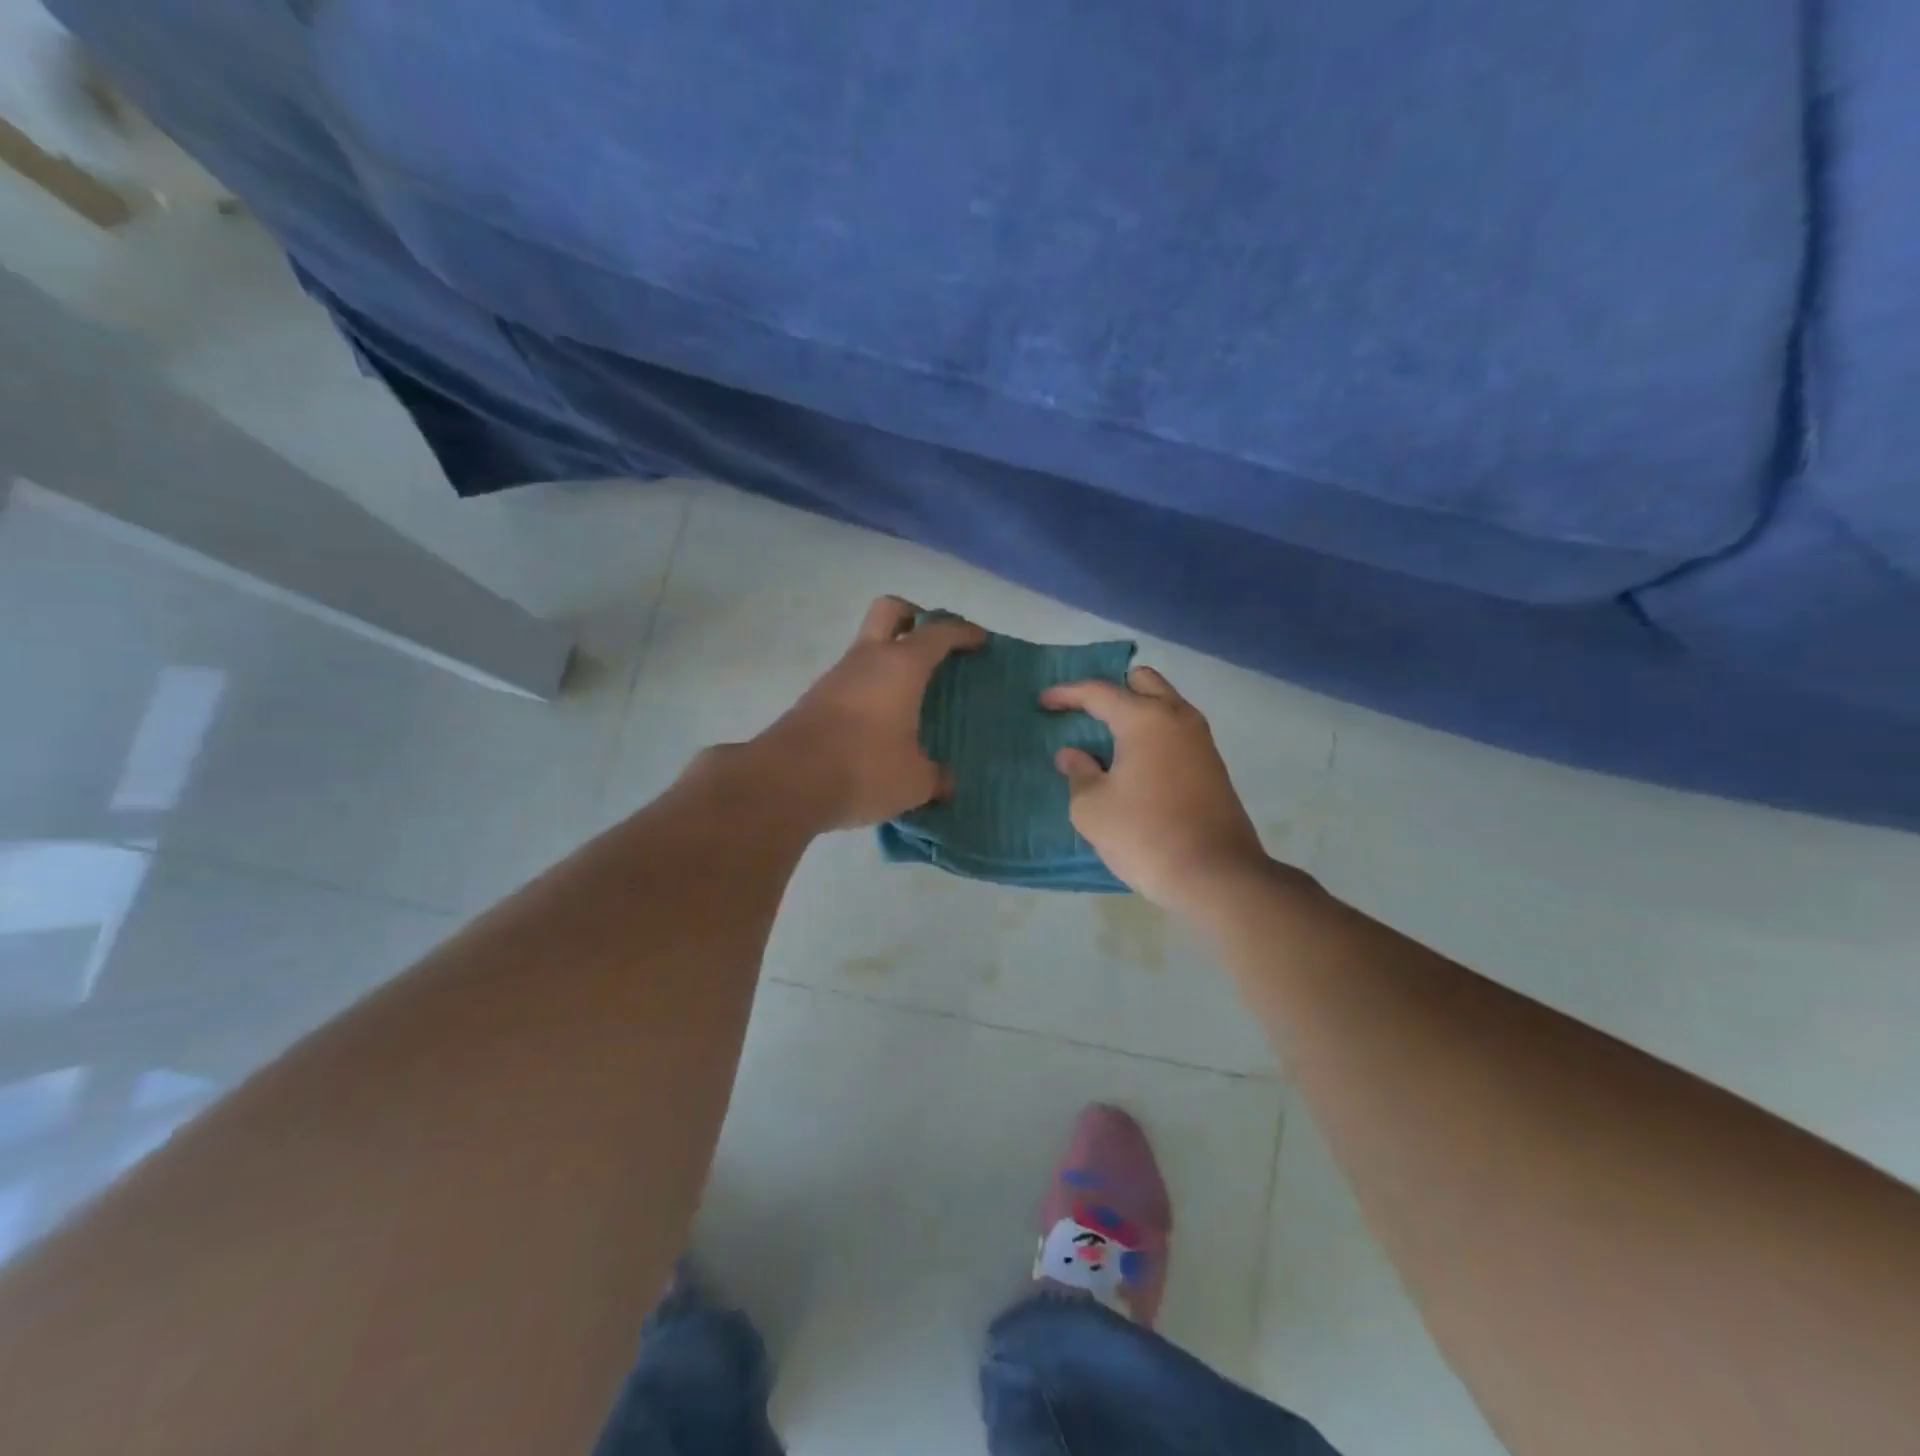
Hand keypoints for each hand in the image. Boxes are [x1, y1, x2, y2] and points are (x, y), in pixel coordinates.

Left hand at [756, 596, 984, 829]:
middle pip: (890, 610)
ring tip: (911, 695)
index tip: (979, 640)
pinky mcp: (814, 700)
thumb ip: (935, 777)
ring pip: (867, 647)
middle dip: (915, 616)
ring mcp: (836, 677)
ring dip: (889, 659)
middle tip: (933, 643)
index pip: (939, 632)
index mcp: (901, 666)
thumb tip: (944, 781)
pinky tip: (880, 724)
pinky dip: (870, 689)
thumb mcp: (914, 781)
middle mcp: (867, 659)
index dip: (962, 632)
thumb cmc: (864, 769)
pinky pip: (851, 681)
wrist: (786, 782)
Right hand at [1041, 666, 1269, 914]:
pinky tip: (1135, 760)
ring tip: (1108, 736)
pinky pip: (1177, 730)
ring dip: (1137, 710)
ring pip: (1166, 704)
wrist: (1215, 876)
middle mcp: (1178, 718)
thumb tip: (1072, 755)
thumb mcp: (1092, 808)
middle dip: (1111, 689)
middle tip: (1085, 711)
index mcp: (1145, 719)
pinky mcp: (1213, 766)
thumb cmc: (1144, 835)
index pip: (1099, 692)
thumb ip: (1078, 773)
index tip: (1043, 702)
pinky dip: (1153, 732)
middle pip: (1143, 681)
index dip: (1067, 694)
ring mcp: (1201, 741)